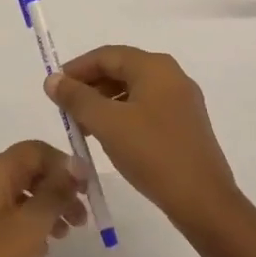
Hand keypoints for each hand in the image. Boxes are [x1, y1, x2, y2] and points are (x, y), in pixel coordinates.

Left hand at [0, 141, 87, 256]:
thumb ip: (55, 192)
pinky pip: (7, 215)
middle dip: (58, 189)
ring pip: (19, 195)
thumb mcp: (29, 225)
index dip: (64, 164)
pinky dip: (28, 224)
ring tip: (66, 235)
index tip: (88, 190)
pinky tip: (41, 249)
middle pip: (28, 171)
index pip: (35, 150)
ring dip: (46, 209)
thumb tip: (75, 165)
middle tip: (82, 218)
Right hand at [45, 46, 239, 232]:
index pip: (106, 55)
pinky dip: (123, 116)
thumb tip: (53, 80)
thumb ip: (76, 98)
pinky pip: (146, 108)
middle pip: (121, 70)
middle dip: (89, 87)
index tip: (54, 89)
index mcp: (154, 67)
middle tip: (65, 110)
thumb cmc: (152, 153)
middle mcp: (171, 76)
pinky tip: (110, 138)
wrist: (202, 200)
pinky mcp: (186, 124)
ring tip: (83, 128)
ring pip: (133, 91)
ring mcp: (182, 100)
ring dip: (104, 104)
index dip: (76, 69)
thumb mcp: (106, 123)